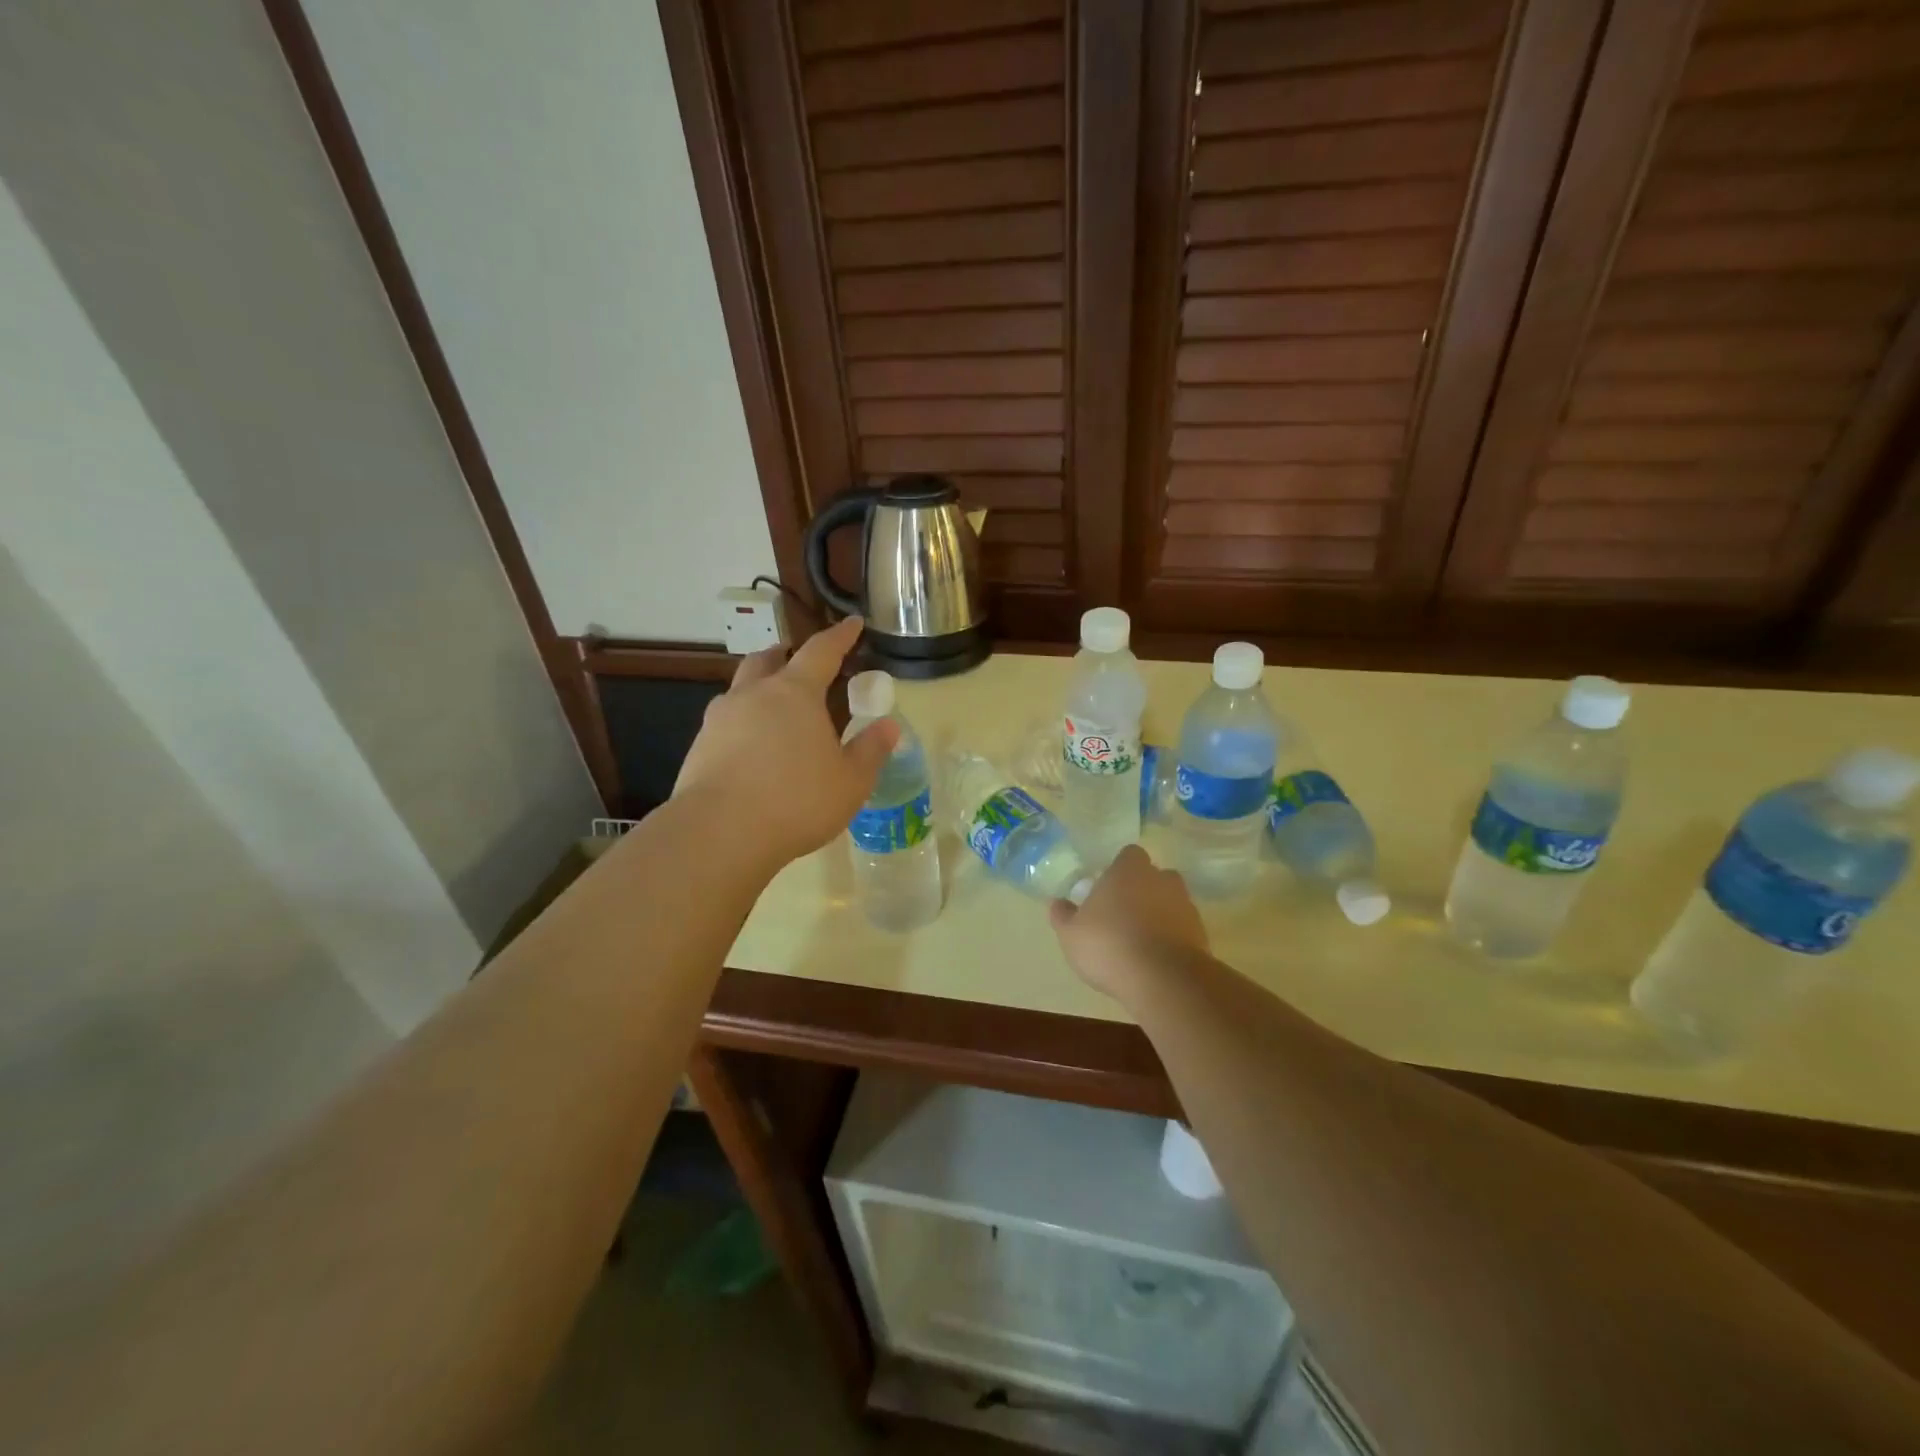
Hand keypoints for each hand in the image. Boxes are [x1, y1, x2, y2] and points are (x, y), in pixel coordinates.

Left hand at [674, 615, 897, 866]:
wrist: (720, 833)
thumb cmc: (797, 800)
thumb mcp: (850, 781)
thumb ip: (870, 751)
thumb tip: (889, 727)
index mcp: (795, 693)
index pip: (821, 651)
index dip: (840, 636)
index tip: (852, 624)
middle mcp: (753, 695)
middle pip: (768, 659)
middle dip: (787, 655)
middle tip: (802, 664)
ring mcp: (720, 719)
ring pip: (740, 688)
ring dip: (759, 688)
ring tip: (775, 710)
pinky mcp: (699, 747)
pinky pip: (725, 722)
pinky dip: (742, 723)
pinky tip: (751, 748)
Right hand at [1048, 845, 1208, 1000]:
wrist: (1164, 979)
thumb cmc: (1109, 945)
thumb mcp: (1071, 934)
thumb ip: (1063, 916)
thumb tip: (1058, 903)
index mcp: (1129, 870)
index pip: (1129, 854)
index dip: (1119, 869)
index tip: (1107, 888)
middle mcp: (1161, 879)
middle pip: (1153, 876)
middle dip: (1141, 891)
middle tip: (1122, 914)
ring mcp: (1185, 906)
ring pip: (1170, 902)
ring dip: (1158, 915)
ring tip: (1139, 941)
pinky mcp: (1201, 934)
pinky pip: (1182, 929)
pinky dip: (1172, 939)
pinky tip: (1155, 960)